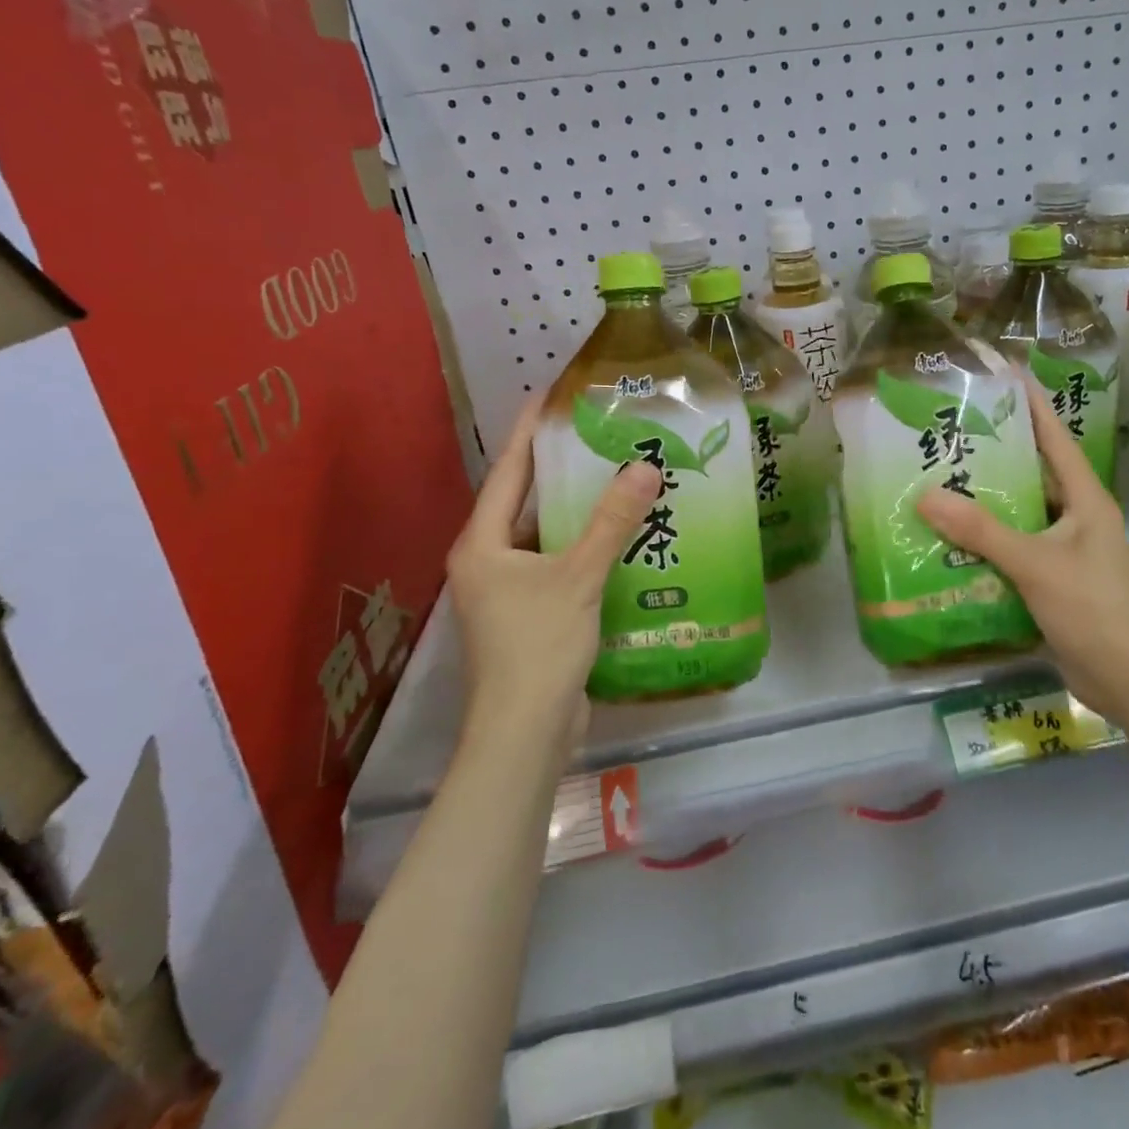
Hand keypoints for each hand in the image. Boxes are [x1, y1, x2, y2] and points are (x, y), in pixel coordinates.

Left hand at [445, 397, 660, 752]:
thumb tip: (645, 467)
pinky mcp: (532, 613)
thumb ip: (611, 522)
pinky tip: (622, 536)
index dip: (529, 432)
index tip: (552, 396)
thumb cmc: (538, 646)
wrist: (525, 732)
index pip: (509, 472)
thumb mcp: (578, 577)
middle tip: (600, 435)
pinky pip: (561, 564)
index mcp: (483, 543)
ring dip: (579, 511)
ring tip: (619, 477)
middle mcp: (489, 560)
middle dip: (560, 469)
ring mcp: (509, 590)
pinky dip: (586, 547)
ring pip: (547, 535)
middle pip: (527, 501)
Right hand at [917, 381, 1128, 712]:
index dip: (1033, 405)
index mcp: (1086, 500)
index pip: (1057, 439)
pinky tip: (951, 541)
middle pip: (1034, 474)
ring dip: (986, 504)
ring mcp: (1066, 551)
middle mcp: (1077, 518)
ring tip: (939, 482)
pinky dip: (987, 543)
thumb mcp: (1035, 563)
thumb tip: (925, 495)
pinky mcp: (1053, 580)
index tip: (1006, 374)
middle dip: (996, 455)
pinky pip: (1015, 549)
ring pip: (1021, 514)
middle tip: (951, 434)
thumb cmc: (1093, 608)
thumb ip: (981, 531)